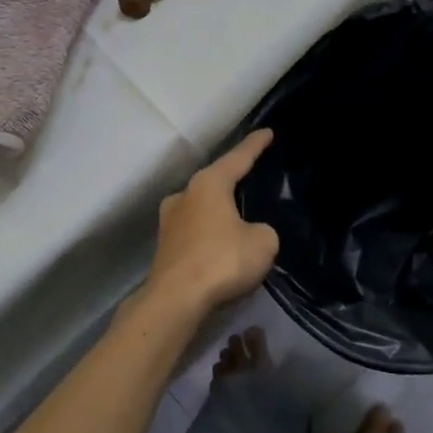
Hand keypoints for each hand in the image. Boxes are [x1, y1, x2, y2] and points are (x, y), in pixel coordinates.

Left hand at [145, 130, 279, 317]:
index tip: (267, 132)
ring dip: (219, 210)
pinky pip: (195, 230)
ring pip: (202, 206)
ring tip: (238, 215)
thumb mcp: (263, 242)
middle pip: (215, 180)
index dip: (255, 145)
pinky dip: (209, 233)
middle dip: (234, 180)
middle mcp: (185, 194)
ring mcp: (169, 220)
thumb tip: (250, 233)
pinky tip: (221, 243)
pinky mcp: (165, 246)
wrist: (175, 300)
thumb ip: (263, 230)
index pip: (238, 157)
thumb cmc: (222, 260)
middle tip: (253, 177)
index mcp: (209, 183)